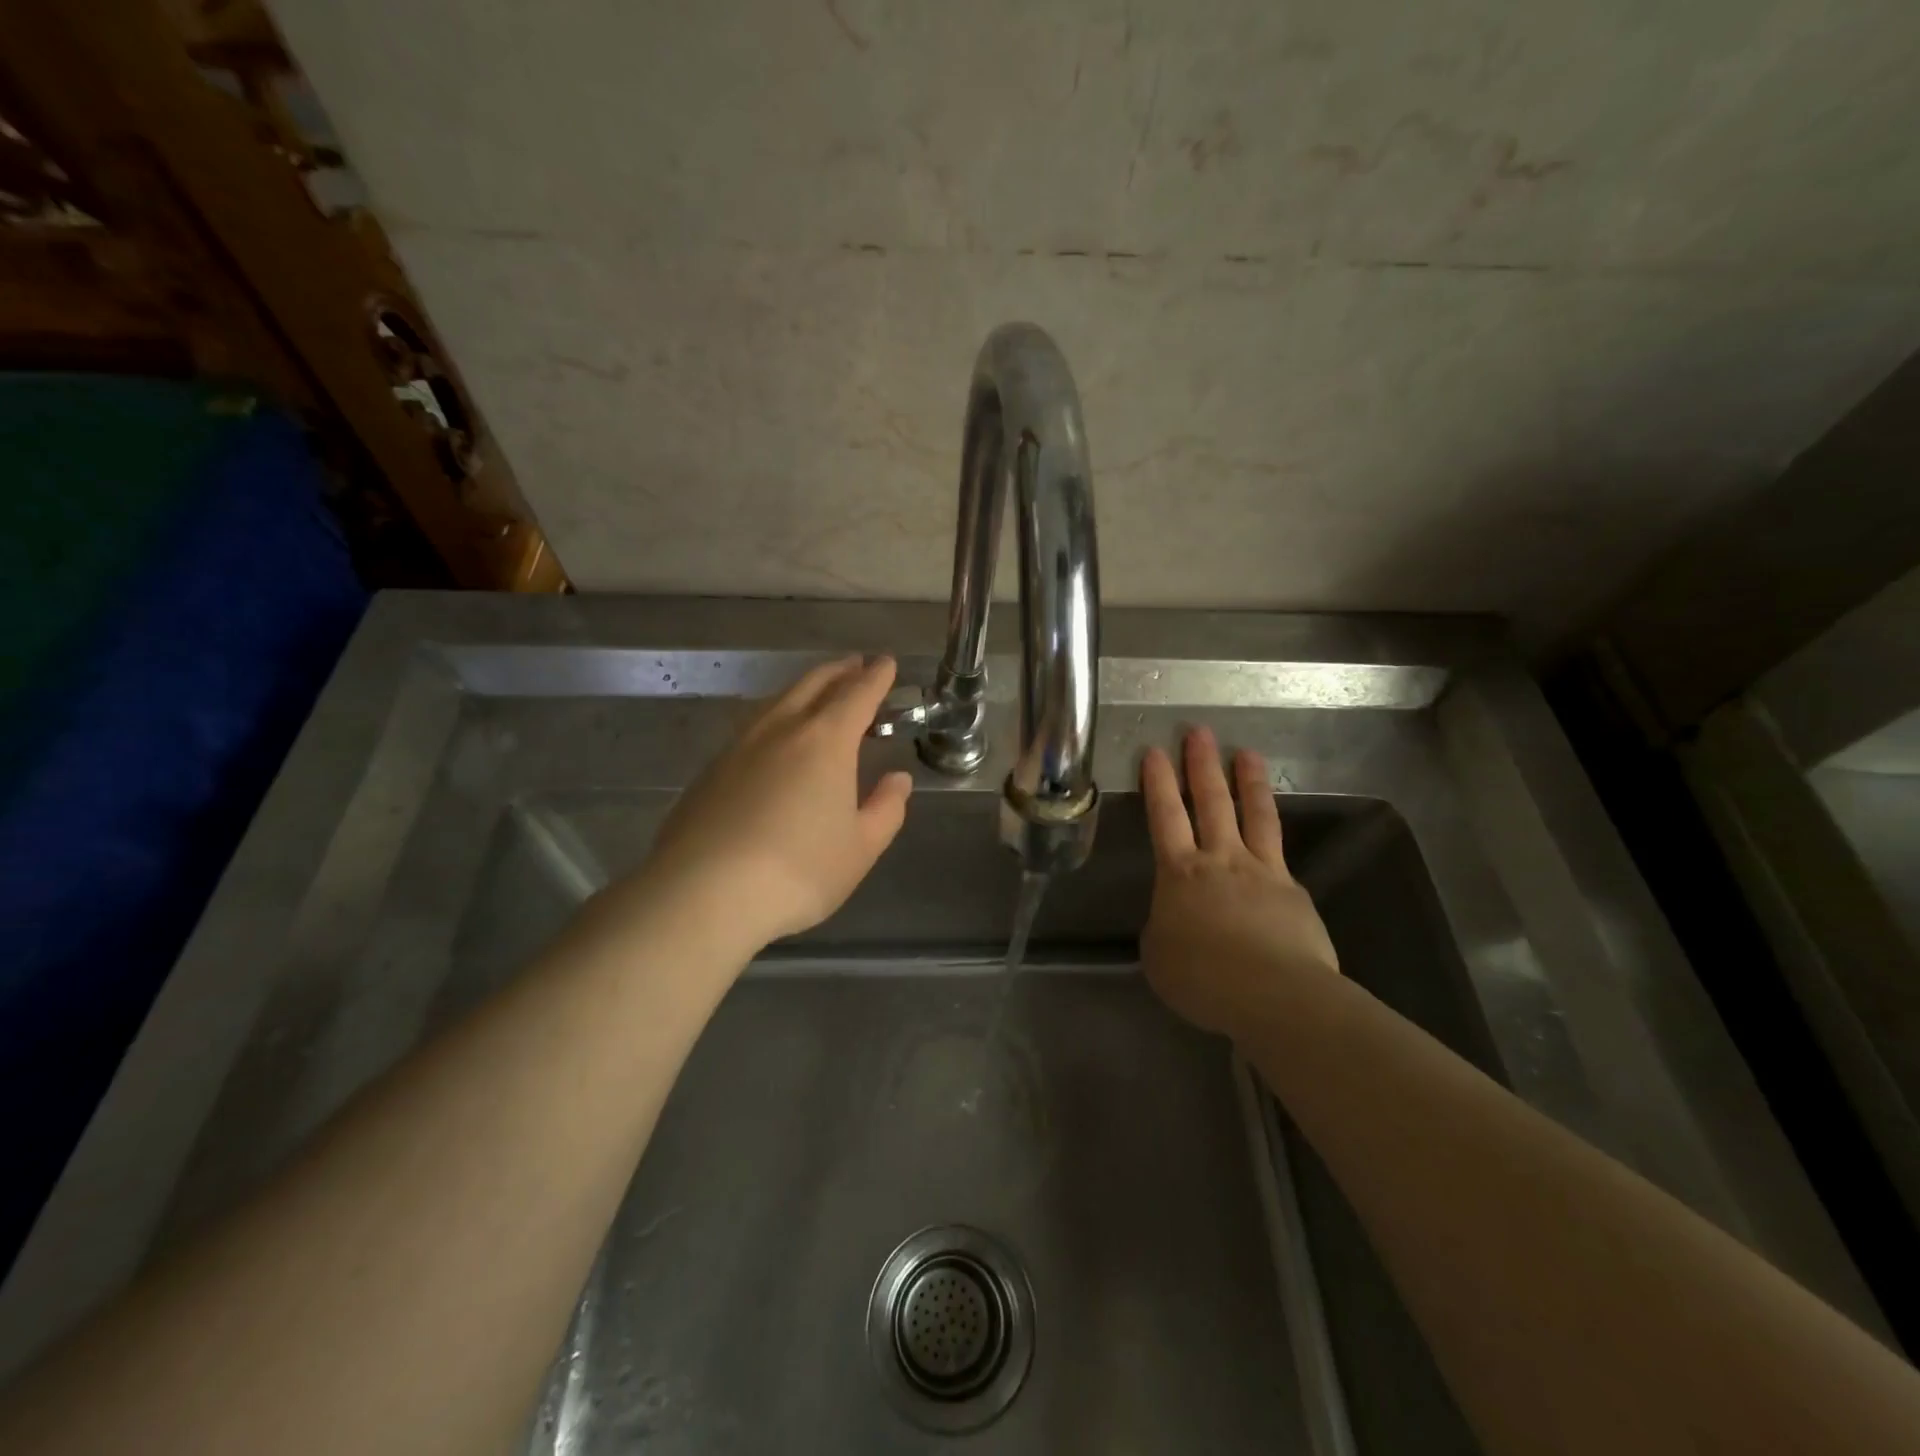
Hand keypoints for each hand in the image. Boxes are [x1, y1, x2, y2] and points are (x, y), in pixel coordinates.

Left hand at [637, 656, 912, 946]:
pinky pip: (751, 728)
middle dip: (839, 672)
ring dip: (804, 690)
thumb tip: (898, 779)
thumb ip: (886, 809)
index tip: (886, 663)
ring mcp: (738, 747)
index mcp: (825, 741)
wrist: (703, 894)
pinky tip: (773, 739)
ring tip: (817, 693)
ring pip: (777, 702)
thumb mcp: (860, 848)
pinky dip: (775, 718)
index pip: (857, 695)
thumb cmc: (798, 871)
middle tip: (856, 665)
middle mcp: (780, 730)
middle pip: (813, 685)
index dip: (876, 677)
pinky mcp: (710, 771)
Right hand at [1139, 727, 1339, 1037]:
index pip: (1165, 815)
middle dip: (1201, 764)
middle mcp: (1220, 859)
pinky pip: (1279, 854)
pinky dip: (1271, 838)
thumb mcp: (1159, 954)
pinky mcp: (1293, 890)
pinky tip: (1272, 836)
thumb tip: (1176, 917)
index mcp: (1180, 873)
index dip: (1158, 782)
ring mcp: (1262, 871)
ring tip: (1246, 753)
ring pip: (1254, 815)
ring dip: (1247, 781)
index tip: (1156, 750)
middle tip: (1199, 731)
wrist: (1275, 995)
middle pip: (1210, 801)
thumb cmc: (1203, 977)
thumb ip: (1164, 925)